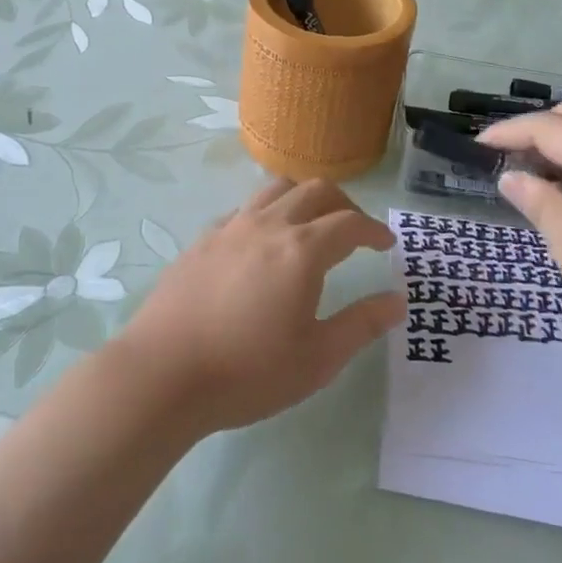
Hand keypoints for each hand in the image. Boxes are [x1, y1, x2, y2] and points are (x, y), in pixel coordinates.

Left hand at [113, 179, 404, 433]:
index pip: (350, 222)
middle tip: (355, 229)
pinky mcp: (202, 239)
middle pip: (315, 190)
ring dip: (303, 198)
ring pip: (276, 189)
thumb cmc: (248, 371)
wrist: (162, 374)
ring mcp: (231, 227)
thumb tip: (398, 301)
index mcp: (303, 250)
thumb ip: (362, 325)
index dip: (373, 229)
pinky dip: (266, 213)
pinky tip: (261, 244)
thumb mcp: (317, 359)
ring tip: (310, 224)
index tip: (386, 243)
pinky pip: (244, 209)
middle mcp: (269, 225)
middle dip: (344, 204)